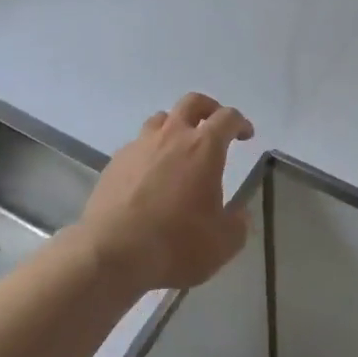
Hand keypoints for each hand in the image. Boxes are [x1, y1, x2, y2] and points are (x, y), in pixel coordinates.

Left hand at [77, 92, 252, 294]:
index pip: (227, 118)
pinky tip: (150, 176)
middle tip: (215, 125)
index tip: (245, 134)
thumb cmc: (175, 243)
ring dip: (175, 126)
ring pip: (161, 119)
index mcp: (204, 147)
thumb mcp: (222, 243)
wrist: (111, 254)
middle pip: (192, 102)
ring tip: (179, 149)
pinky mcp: (115, 163)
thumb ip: (237, 224)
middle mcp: (172, 136)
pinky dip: (149, 152)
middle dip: (208, 108)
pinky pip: (137, 145)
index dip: (240, 122)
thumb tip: (240, 215)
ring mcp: (139, 146)